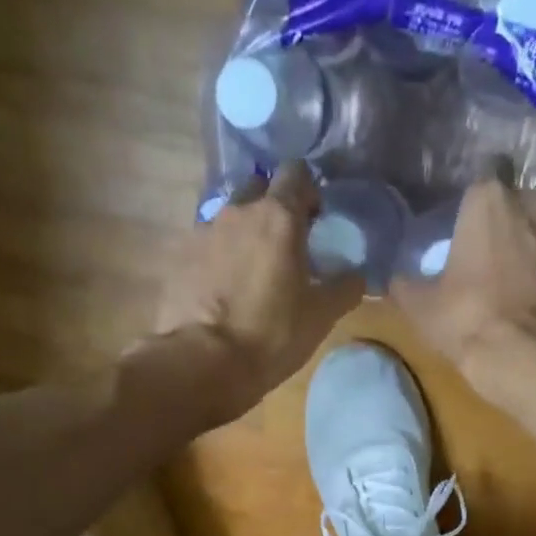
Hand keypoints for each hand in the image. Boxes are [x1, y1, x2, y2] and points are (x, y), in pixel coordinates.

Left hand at [150, 161, 364, 424]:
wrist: (204, 362)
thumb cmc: (271, 335)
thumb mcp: (321, 316)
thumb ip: (344, 288)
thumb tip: (356, 275)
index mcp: (278, 216)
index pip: (297, 173)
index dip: (309, 192)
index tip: (315, 220)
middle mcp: (237, 211)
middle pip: (258, 189)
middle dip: (272, 208)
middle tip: (284, 246)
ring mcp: (203, 232)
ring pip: (229, 218)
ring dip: (243, 235)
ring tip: (251, 272)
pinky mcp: (179, 258)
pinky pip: (205, 246)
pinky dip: (218, 258)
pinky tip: (223, 290)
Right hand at [390, 173, 535, 409]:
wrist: (535, 360)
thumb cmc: (471, 322)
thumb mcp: (421, 309)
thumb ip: (406, 286)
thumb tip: (397, 280)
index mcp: (489, 201)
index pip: (477, 189)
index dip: (470, 215)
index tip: (464, 240)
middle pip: (518, 207)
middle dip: (508, 229)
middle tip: (493, 266)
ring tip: (524, 288)